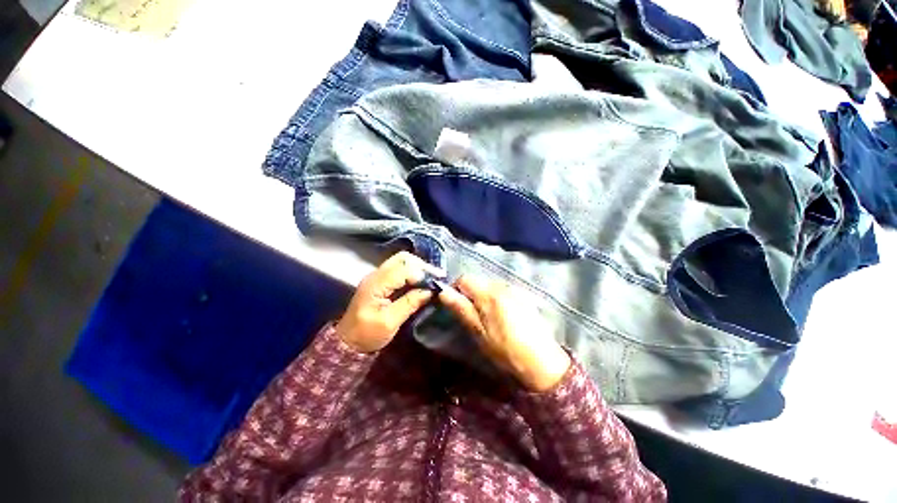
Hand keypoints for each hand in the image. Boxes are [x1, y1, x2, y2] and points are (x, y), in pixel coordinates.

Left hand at [336, 252, 441, 352]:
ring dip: (418, 268)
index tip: (437, 282)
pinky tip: (421, 281)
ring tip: (431, 279)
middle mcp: (376, 275)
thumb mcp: (390, 322)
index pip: (403, 268)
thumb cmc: (367, 335)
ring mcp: (378, 276)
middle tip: (436, 278)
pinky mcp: (381, 281)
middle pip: (403, 258)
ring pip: (402, 261)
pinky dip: (413, 272)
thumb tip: (429, 291)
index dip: (422, 273)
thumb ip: (409, 303)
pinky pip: (400, 269)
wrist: (348, 342)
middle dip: (422, 266)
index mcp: (376, 284)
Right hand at [439, 275, 570, 391]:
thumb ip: (461, 309)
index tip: (455, 304)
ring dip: (482, 296)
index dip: (455, 289)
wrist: (543, 362)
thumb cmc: (506, 350)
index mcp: (489, 294)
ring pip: (488, 285)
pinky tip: (501, 317)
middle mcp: (502, 286)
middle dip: (470, 293)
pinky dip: (495, 299)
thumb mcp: (479, 333)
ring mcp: (514, 290)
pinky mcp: (522, 296)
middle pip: (477, 280)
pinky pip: (501, 291)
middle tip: (471, 315)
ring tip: (487, 317)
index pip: (464, 279)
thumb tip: (442, 292)